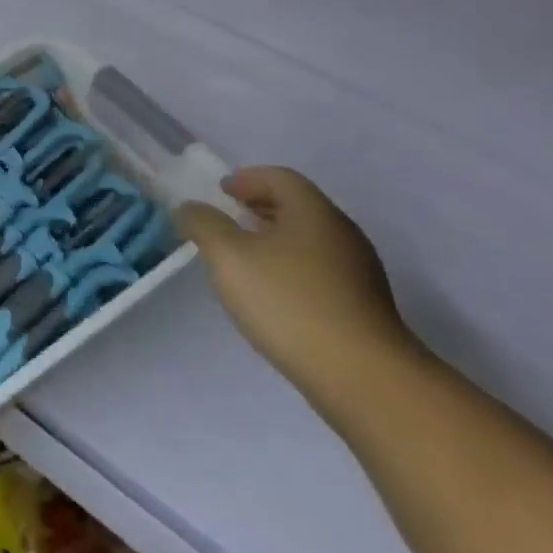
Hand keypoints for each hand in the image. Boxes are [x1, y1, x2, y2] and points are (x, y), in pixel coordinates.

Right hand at [175, 168, 417, 416]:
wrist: (361, 375)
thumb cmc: (288, 301)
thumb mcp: (229, 256)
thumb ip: (204, 225)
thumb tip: (191, 208)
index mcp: (313, 212)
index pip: (280, 177)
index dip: (246, 178)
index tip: (220, 191)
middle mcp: (341, 233)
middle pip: (297, 206)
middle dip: (259, 207)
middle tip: (227, 219)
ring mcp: (357, 271)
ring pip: (308, 240)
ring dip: (273, 239)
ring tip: (242, 258)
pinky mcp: (361, 305)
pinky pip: (318, 270)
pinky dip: (289, 267)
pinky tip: (270, 294)